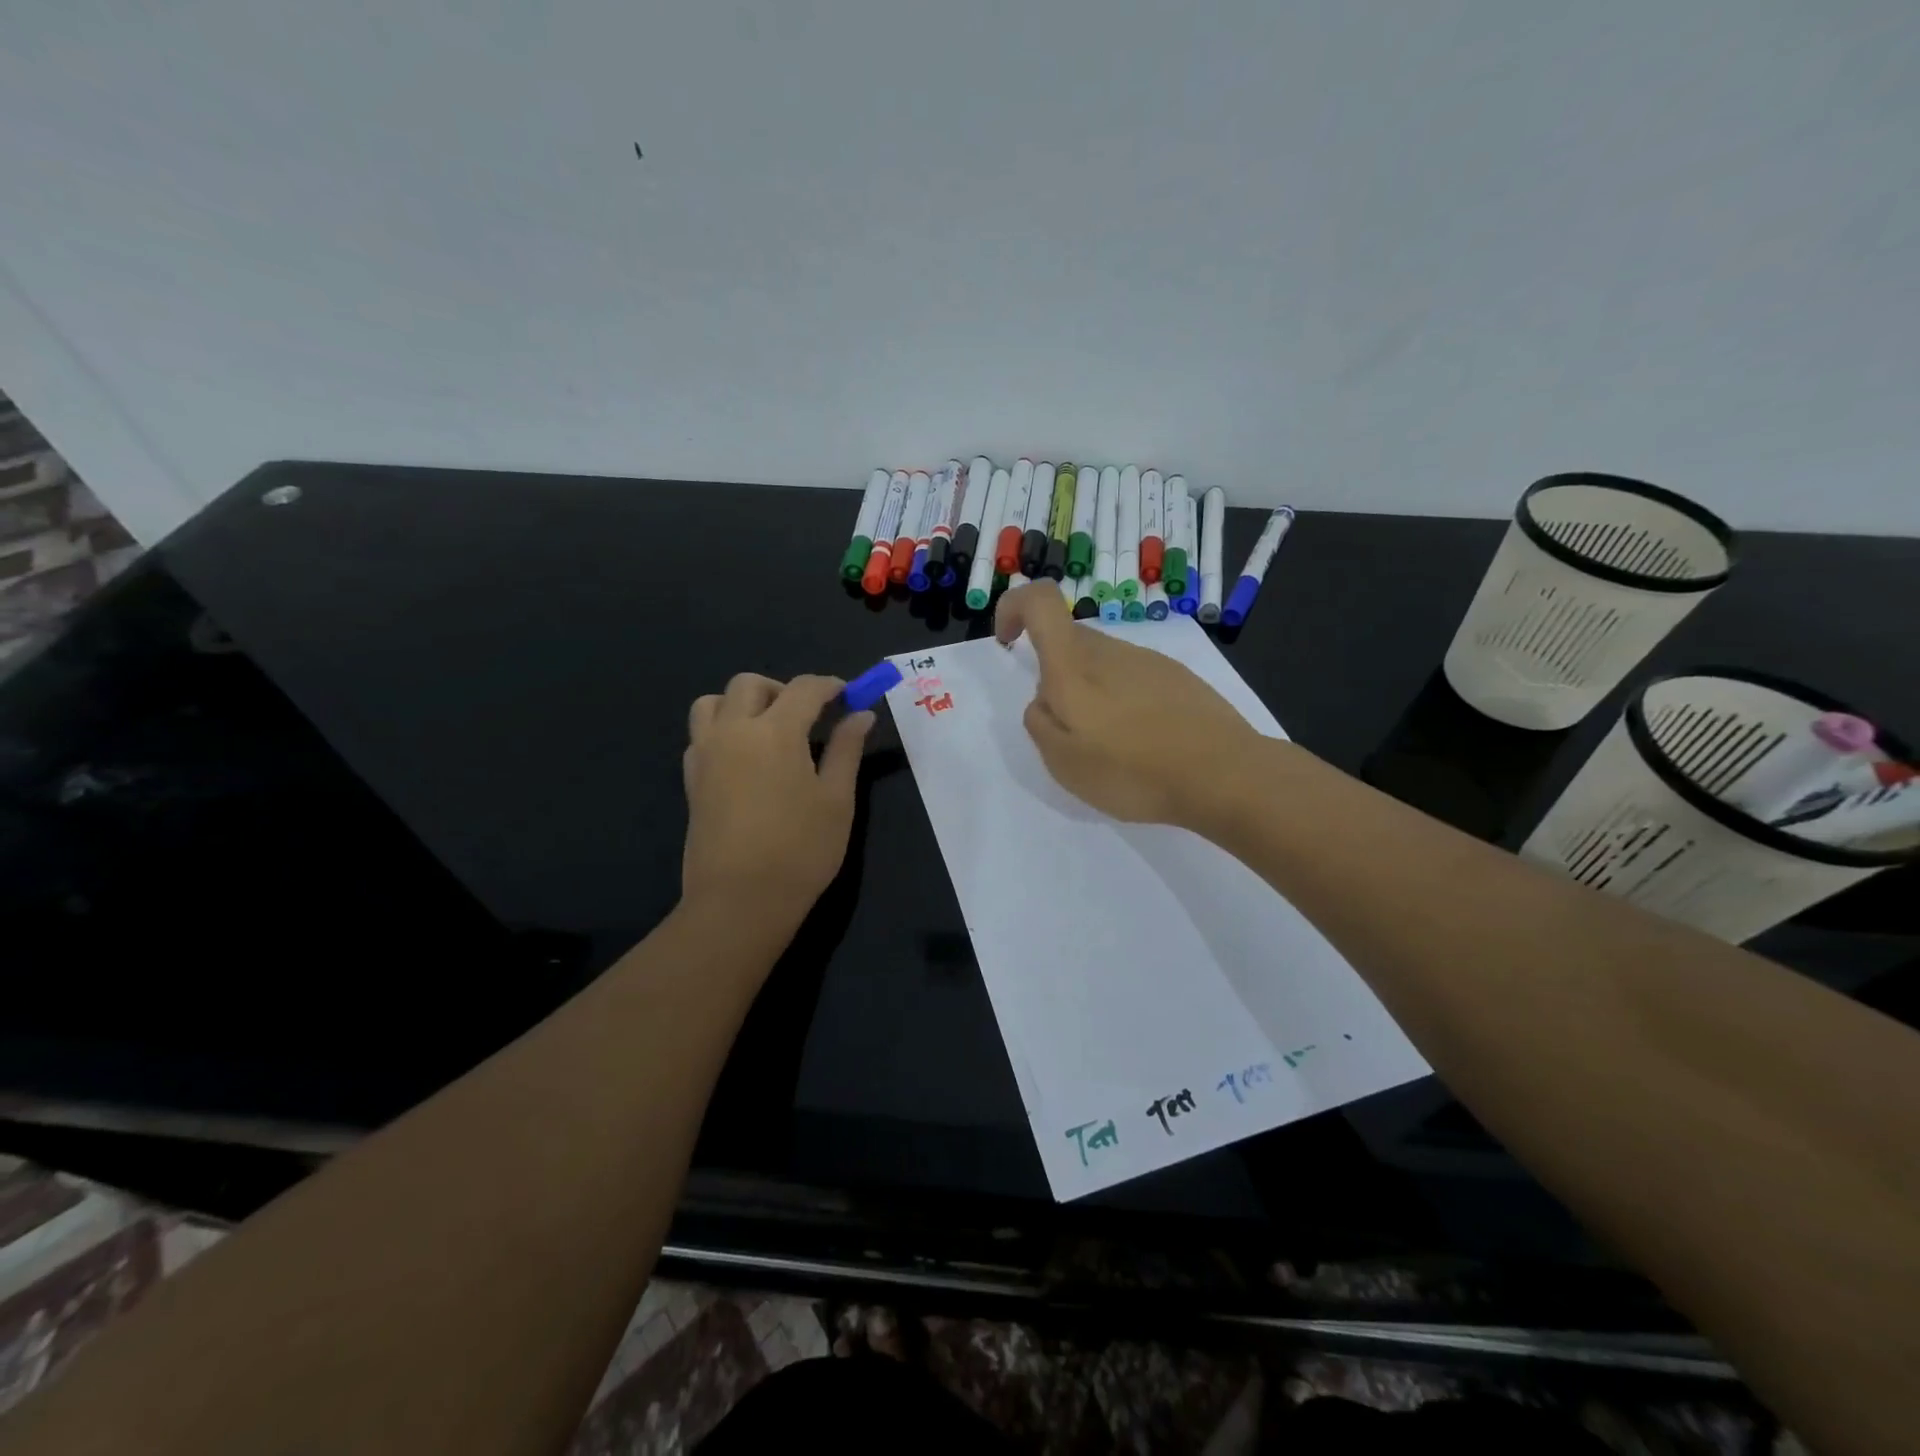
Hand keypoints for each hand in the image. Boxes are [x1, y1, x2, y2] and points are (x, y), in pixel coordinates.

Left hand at [682, 673, 871, 923]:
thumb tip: (861, 715)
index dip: (830, 686)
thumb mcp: (837, 799)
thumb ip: (847, 749)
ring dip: (743, 703)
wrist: (740, 900)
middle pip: (750, 684)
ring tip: (769, 731)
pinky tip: (746, 759)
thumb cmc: (801, 850)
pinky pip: (701, 734)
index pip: (804, 689)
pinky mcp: (691, 779)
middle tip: (810, 716)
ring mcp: (705, 754)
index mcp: (774, 731)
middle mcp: (733, 731)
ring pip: (714, 702)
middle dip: (784, 689)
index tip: (849, 695)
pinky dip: (723, 729)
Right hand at [994, 582, 1261, 825]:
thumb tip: (1044, 699)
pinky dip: (1123, 701)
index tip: (1009, 644)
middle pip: (1069, 640)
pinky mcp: (1178, 677)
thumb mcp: (1063, 762)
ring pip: (1102, 662)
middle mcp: (1110, 650)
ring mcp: (1149, 660)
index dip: (1013, 608)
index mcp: (1074, 664)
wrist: (1223, 775)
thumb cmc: (1132, 770)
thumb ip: (1039, 722)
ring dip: (1091, 693)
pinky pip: (1133, 678)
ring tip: (1111, 747)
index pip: (1038, 600)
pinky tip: (1144, 743)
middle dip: (1053, 674)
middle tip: (1067, 729)